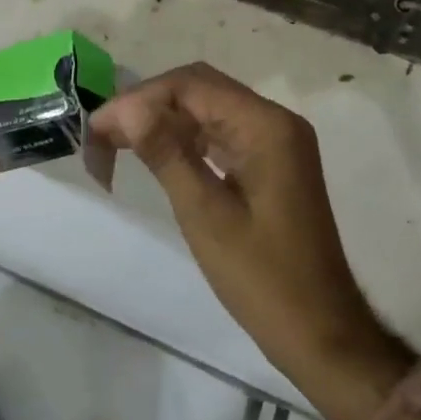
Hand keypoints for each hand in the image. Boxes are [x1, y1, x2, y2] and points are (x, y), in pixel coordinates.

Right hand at [92, 64, 404, 403]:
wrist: (322, 334)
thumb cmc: (263, 278)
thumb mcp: (206, 215)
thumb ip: (166, 153)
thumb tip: (127, 108)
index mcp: (266, 125)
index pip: (192, 85)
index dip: (140, 99)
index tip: (98, 126)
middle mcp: (275, 120)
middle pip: (201, 89)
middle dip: (149, 105)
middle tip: (104, 134)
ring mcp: (277, 141)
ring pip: (210, 109)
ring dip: (166, 120)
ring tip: (120, 143)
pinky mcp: (273, 162)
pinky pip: (223, 133)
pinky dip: (188, 139)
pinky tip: (159, 155)